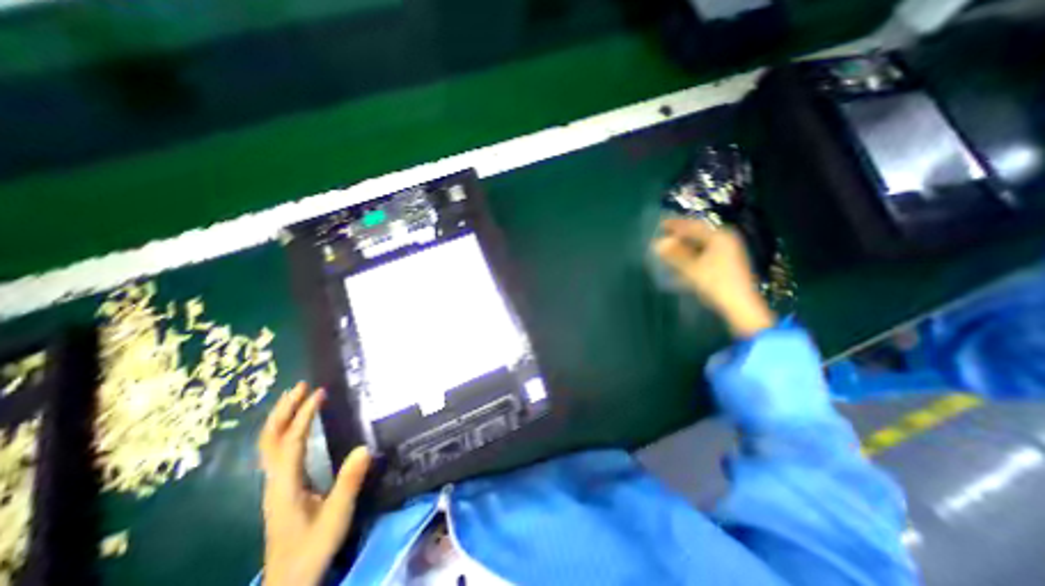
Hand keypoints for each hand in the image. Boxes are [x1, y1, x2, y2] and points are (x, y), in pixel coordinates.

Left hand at [258, 384, 372, 585]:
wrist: (289, 582)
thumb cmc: (313, 549)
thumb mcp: (336, 516)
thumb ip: (349, 481)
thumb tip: (364, 446)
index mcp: (285, 486)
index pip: (291, 442)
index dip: (304, 416)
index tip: (320, 393)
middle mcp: (274, 481)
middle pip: (269, 439)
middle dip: (283, 410)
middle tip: (302, 386)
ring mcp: (275, 484)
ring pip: (269, 444)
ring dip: (282, 417)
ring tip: (298, 396)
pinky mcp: (282, 487)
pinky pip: (278, 450)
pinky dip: (285, 430)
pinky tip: (298, 425)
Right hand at [651, 217, 774, 338]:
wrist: (740, 305)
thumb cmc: (715, 284)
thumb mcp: (692, 269)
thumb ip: (674, 255)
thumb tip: (657, 243)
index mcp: (720, 237)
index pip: (694, 226)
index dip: (676, 225)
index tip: (661, 224)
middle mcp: (726, 240)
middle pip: (699, 233)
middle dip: (681, 234)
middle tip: (664, 234)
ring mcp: (729, 251)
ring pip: (702, 243)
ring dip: (686, 244)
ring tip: (671, 246)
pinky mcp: (728, 262)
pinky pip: (706, 250)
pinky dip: (693, 252)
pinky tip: (684, 258)